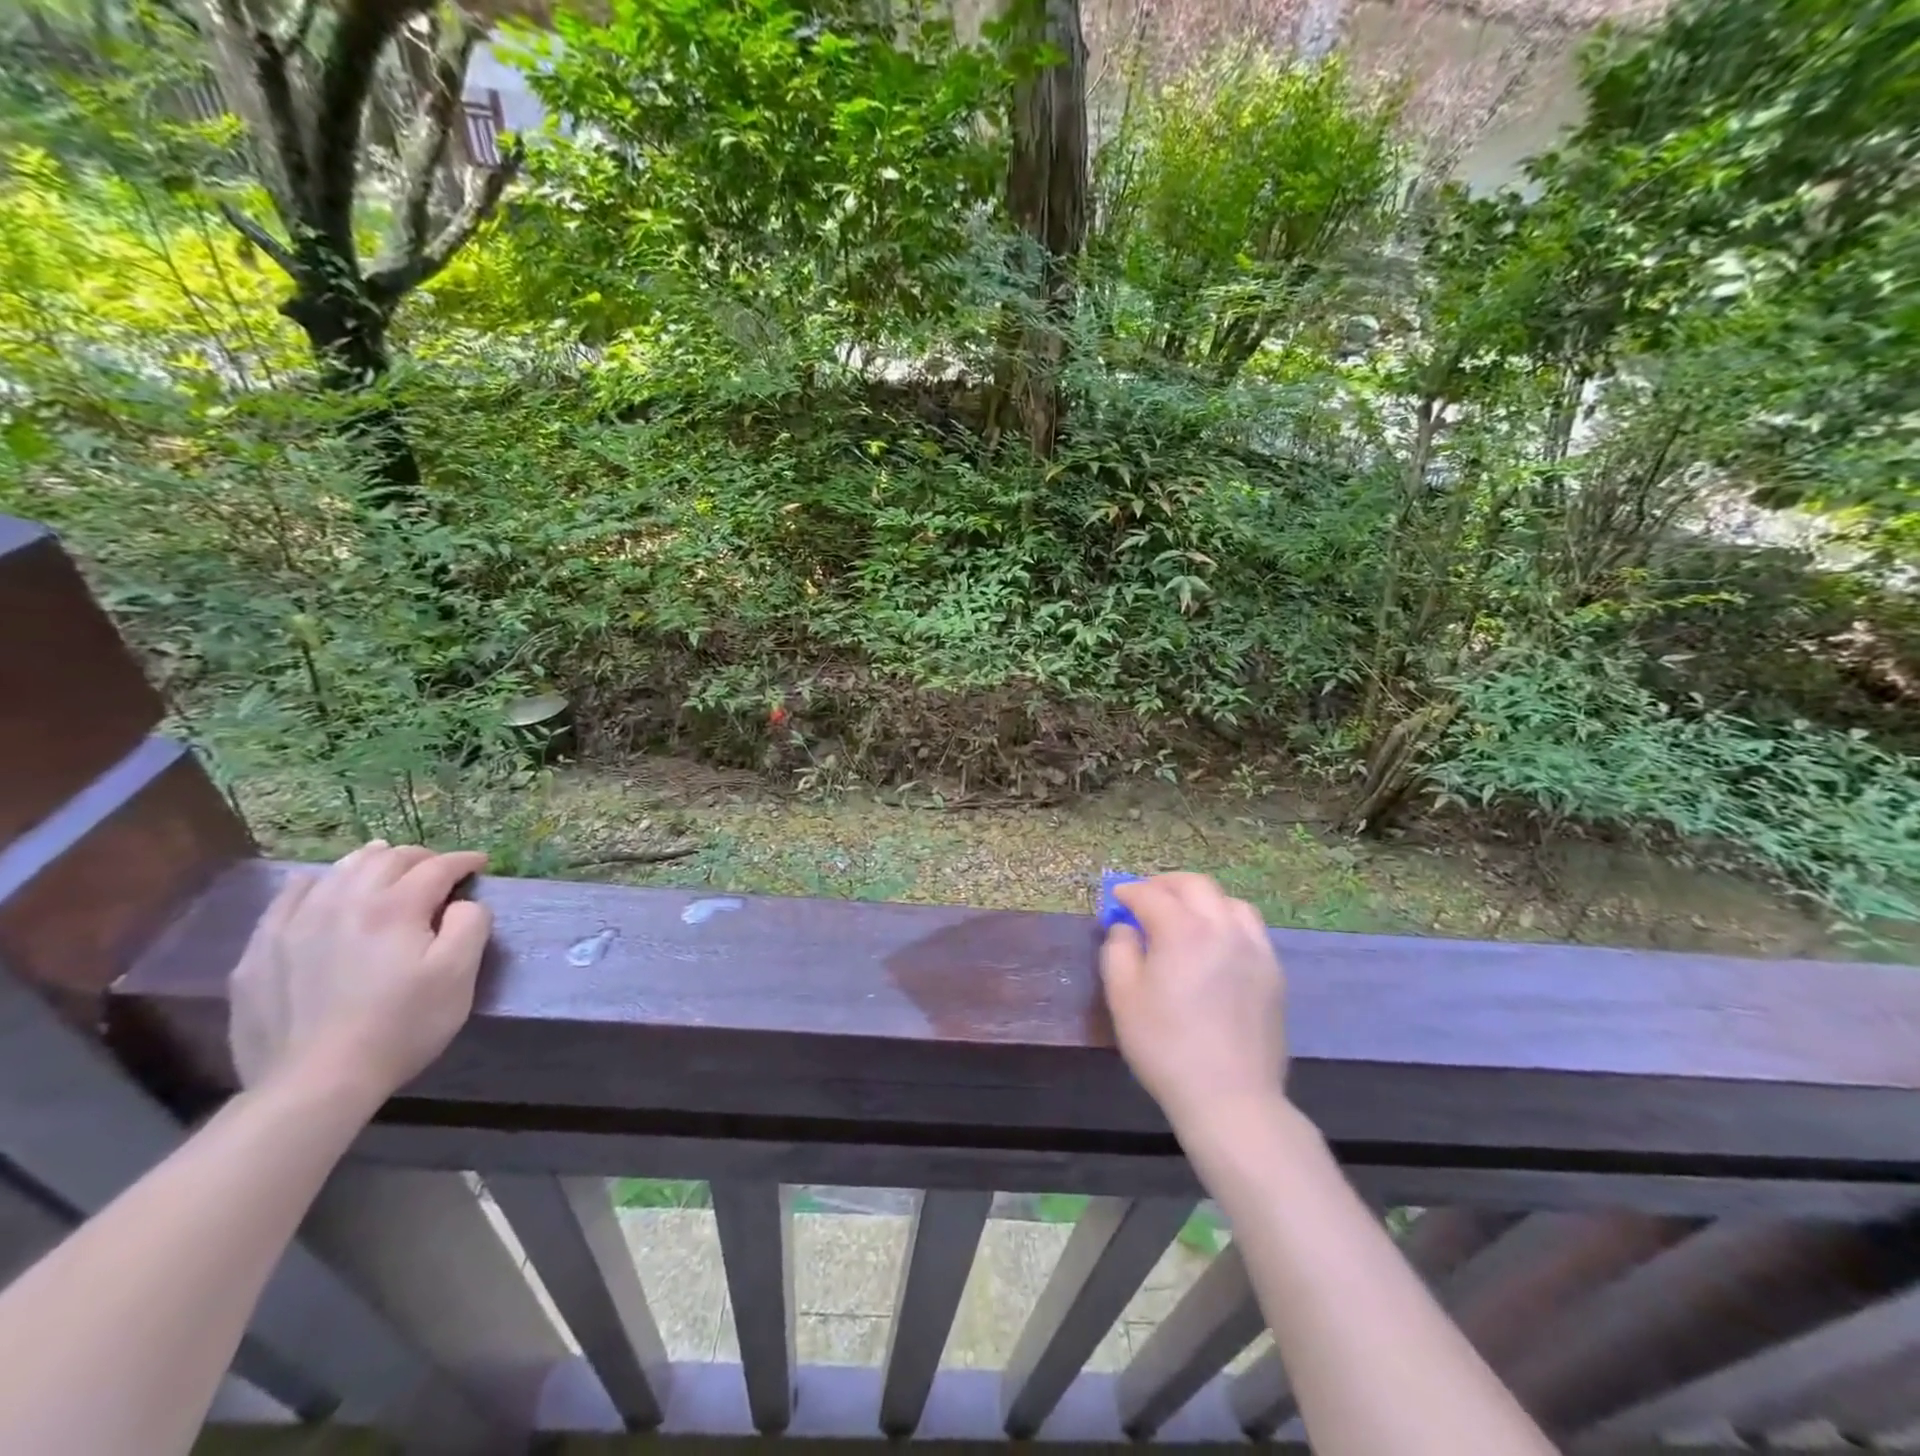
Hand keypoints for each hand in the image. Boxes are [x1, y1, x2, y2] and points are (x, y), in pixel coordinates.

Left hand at [228, 841, 491, 1102]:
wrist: (315, 1082)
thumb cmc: (401, 1026)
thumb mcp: (459, 975)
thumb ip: (471, 925)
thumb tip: (463, 903)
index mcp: (396, 906)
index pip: (437, 866)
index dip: (464, 860)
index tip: (480, 864)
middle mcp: (344, 902)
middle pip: (386, 860)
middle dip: (420, 857)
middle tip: (439, 868)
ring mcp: (295, 925)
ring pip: (338, 871)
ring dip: (370, 862)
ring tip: (386, 864)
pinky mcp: (261, 952)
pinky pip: (289, 898)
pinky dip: (315, 883)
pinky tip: (322, 888)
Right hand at [1100, 873, 1287, 1130]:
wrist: (1230, 1097)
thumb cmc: (1166, 1046)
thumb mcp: (1123, 997)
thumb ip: (1118, 950)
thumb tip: (1125, 927)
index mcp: (1183, 930)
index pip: (1151, 895)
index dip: (1129, 892)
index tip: (1116, 898)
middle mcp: (1223, 928)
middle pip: (1195, 885)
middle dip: (1166, 884)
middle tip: (1146, 897)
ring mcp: (1255, 949)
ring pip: (1229, 902)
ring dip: (1201, 899)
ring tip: (1184, 916)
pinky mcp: (1273, 972)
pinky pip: (1250, 929)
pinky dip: (1227, 921)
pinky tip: (1215, 944)